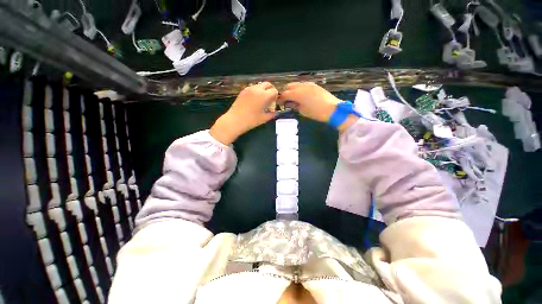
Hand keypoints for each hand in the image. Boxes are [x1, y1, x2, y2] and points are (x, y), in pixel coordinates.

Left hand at [210, 82, 277, 144]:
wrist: (235, 120)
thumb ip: (272, 114)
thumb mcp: (264, 119)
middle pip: (267, 84)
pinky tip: (254, 100)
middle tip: (270, 98)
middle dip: (270, 89)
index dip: (276, 96)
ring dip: (263, 90)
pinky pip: (252, 87)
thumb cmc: (251, 120)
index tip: (275, 102)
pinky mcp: (243, 91)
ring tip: (262, 99)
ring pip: (259, 85)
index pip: (274, 91)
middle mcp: (257, 89)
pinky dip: (256, 91)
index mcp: (264, 96)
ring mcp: (249, 89)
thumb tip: (276, 112)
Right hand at [278, 82, 357, 131]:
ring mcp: (309, 84)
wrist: (333, 109)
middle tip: (286, 101)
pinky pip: (303, 85)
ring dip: (292, 90)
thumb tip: (291, 103)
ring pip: (296, 84)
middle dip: (285, 93)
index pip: (284, 94)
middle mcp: (302, 86)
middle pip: (289, 86)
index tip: (279, 103)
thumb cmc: (316, 112)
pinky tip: (301, 96)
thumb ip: (294, 105)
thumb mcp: (302, 111)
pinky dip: (299, 89)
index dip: (280, 99)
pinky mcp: (314, 85)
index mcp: (297, 94)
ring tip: (294, 98)